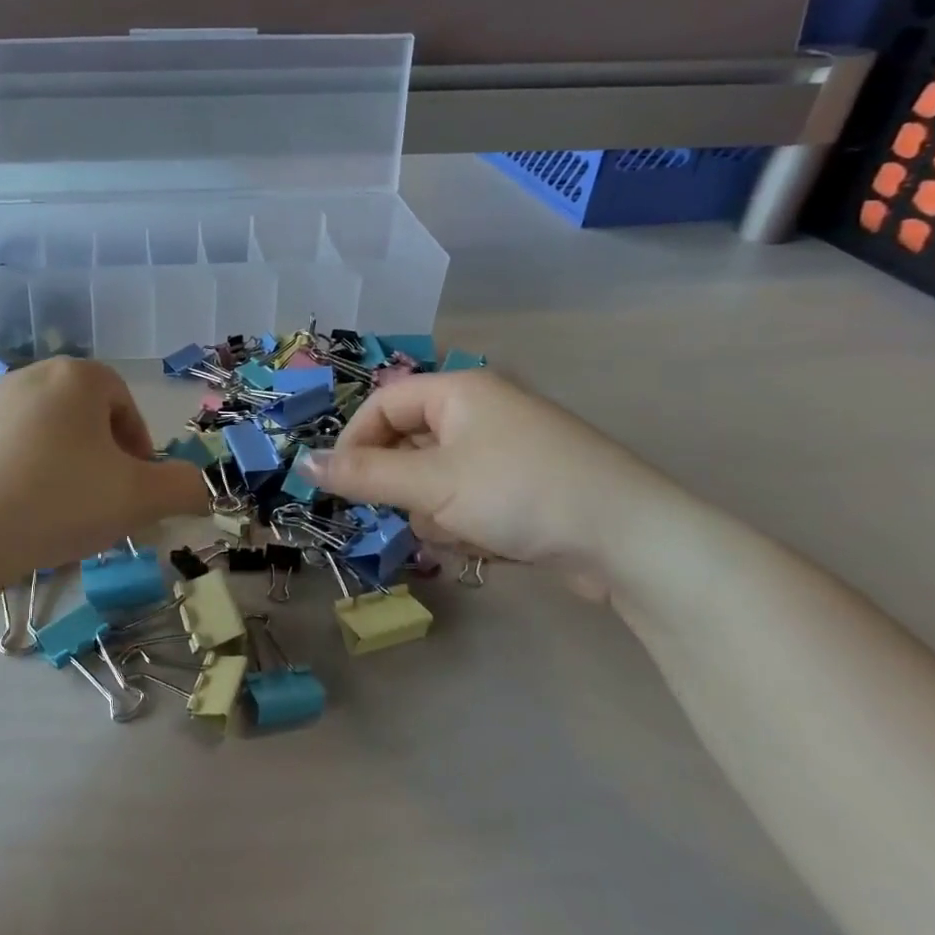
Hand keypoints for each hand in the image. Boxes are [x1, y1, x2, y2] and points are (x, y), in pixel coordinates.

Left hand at [0, 358, 208, 586]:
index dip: (137, 448)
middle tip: (97, 506)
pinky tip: (7, 518)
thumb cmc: (59, 501)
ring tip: (52, 518)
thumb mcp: (139, 499)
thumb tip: (198, 487)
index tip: (133, 489)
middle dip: (96, 459)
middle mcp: (25, 377)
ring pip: (36, 436)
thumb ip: (182, 487)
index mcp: (74, 378)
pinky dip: (9, 479)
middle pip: (79, 417)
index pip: (123, 402)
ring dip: (54, 469)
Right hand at [299, 371, 679, 596]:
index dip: (355, 442)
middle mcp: (481, 411)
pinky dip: (466, 521)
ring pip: (436, 477)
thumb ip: (363, 474)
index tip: (341, 484)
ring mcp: (507, 449)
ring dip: (435, 510)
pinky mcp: (525, 486)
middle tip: (413, 514)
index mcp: (459, 391)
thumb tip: (302, 463)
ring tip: (462, 533)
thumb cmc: (521, 493)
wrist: (632, 540)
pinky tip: (489, 543)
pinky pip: (469, 497)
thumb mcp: (432, 484)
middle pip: (409, 443)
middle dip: (405, 486)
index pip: (383, 404)